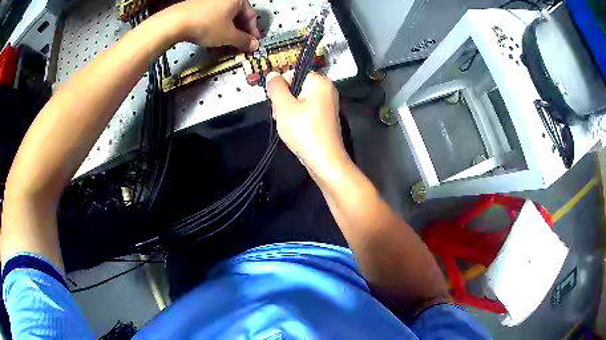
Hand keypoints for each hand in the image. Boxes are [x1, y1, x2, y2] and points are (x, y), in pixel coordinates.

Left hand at [168, 0, 260, 50]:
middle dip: (238, 34)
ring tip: (224, 46)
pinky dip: (215, 29)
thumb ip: (244, 40)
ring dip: (226, 33)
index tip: (252, 44)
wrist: (176, 22)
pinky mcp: (199, 6)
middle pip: (237, 17)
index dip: (253, 32)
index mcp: (238, 0)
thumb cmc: (207, 25)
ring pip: (224, 18)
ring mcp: (211, 1)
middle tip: (238, 47)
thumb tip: (255, 45)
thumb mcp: (228, 36)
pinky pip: (213, 18)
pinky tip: (211, 40)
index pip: (251, 16)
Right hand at [267, 71, 349, 176]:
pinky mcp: (326, 118)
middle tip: (280, 115)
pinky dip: (298, 118)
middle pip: (296, 87)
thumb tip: (272, 75)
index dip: (281, 87)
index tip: (276, 102)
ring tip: (286, 124)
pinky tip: (294, 129)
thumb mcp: (284, 107)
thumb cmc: (305, 132)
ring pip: (300, 101)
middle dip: (284, 100)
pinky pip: (307, 111)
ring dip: (288, 111)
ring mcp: (328, 104)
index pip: (293, 73)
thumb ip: (276, 88)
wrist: (325, 160)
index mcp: (319, 82)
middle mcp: (327, 90)